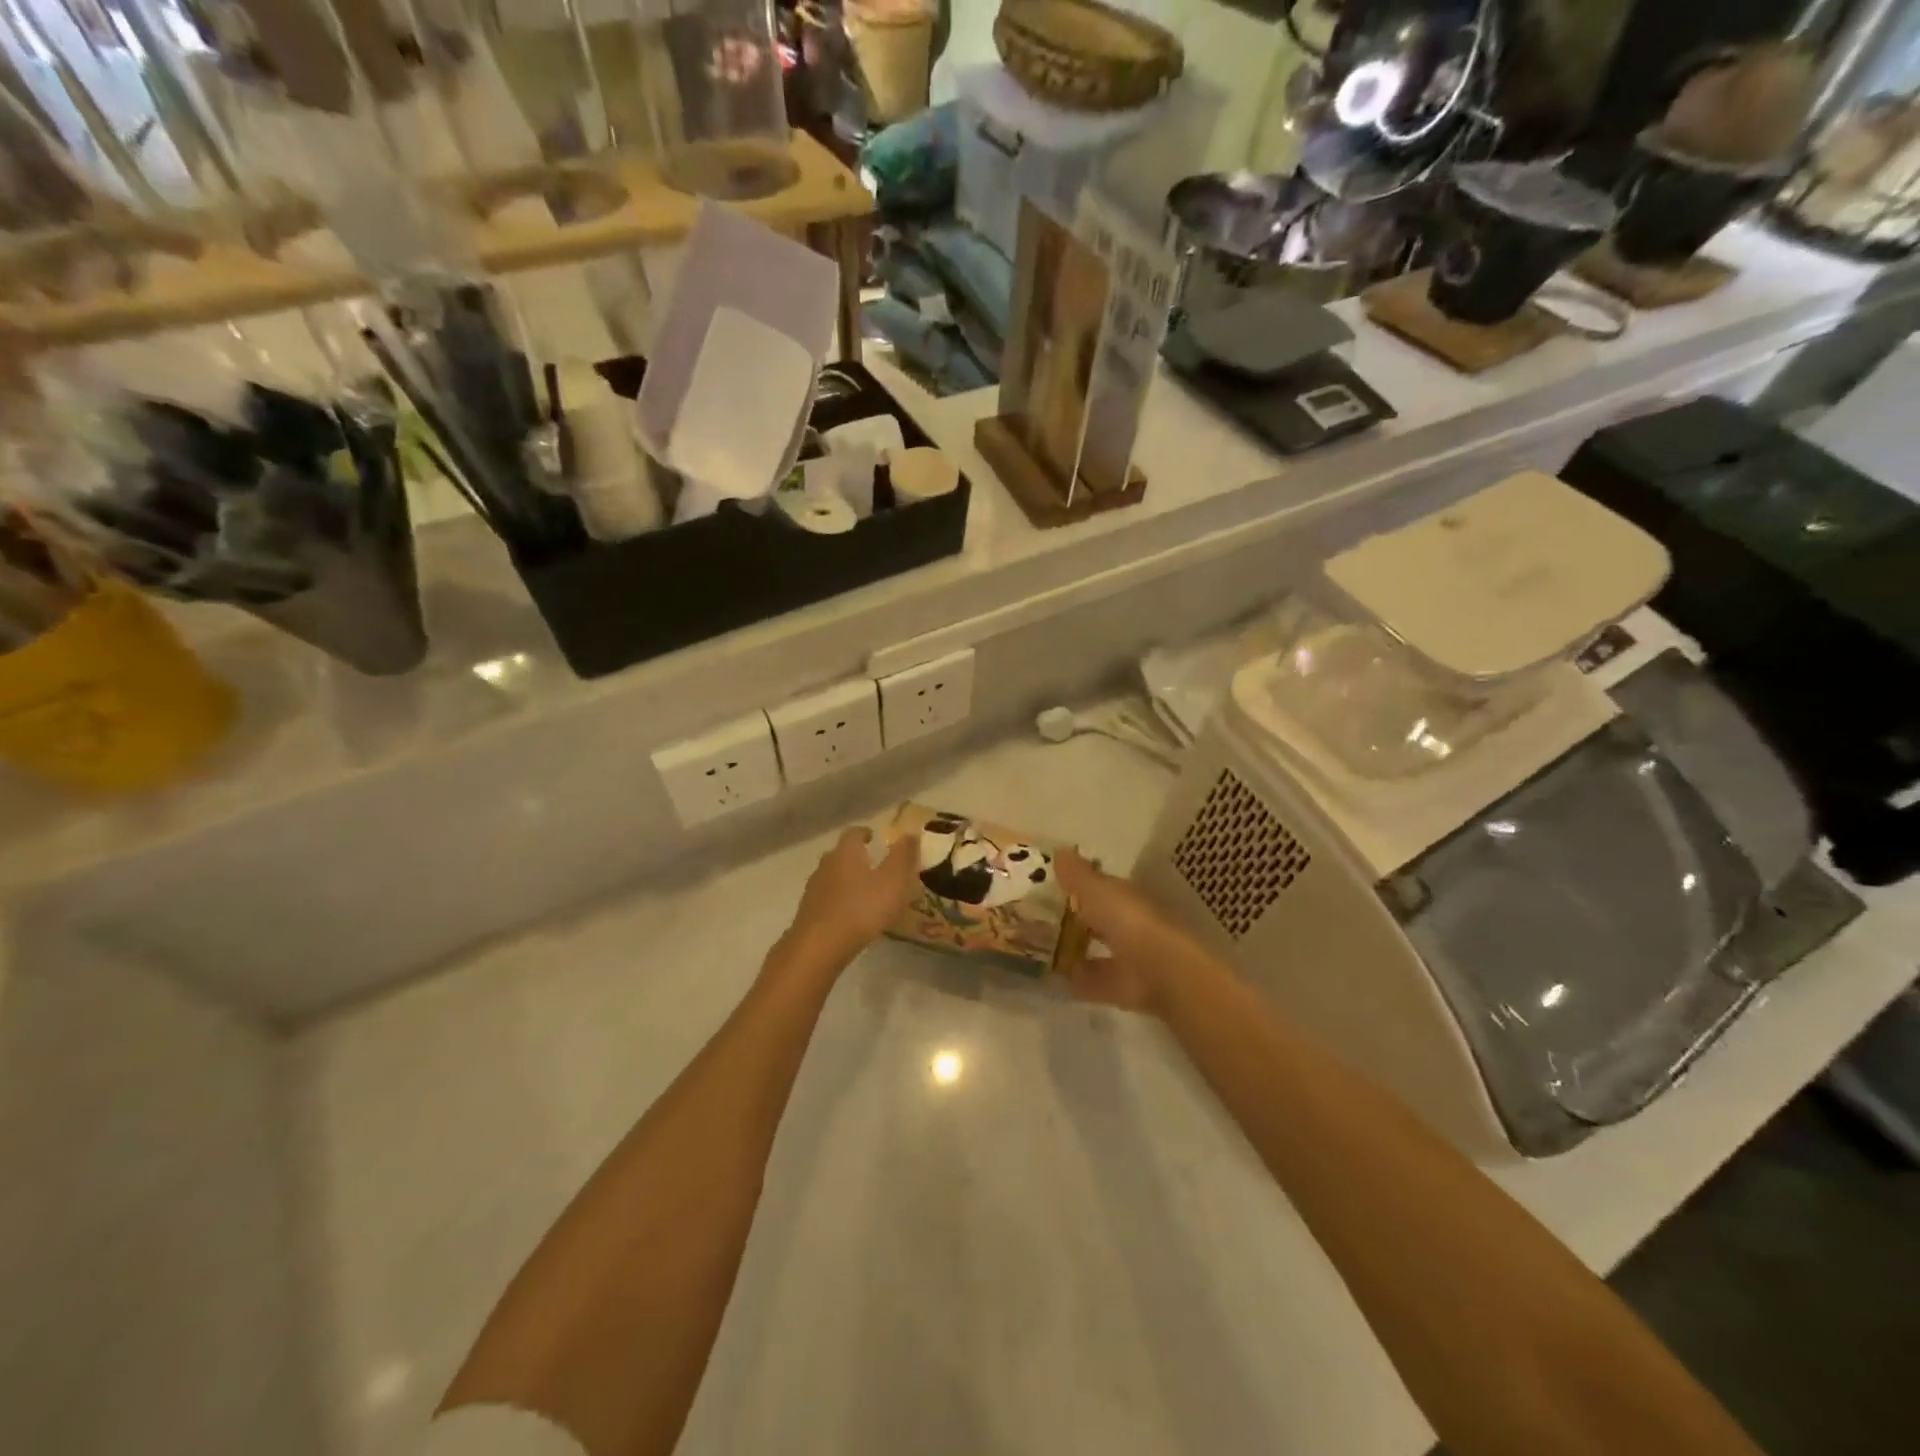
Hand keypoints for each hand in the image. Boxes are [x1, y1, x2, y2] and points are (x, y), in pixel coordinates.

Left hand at [782, 825, 918, 971]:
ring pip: (832, 877)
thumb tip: (910, 832)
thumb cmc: (863, 907)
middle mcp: (826, 865)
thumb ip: (903, 856)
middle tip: (873, 865)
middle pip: (840, 854)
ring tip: (864, 892)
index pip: (853, 833)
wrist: (820, 945)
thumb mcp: (893, 880)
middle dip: (855, 857)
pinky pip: (826, 899)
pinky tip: (850, 915)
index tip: (874, 837)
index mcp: (846, 852)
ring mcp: (814, 889)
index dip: (865, 833)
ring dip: (846, 880)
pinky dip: (839, 901)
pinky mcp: (808, 912)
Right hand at [1056, 850, 1214, 1016]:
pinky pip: (1093, 981)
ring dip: (1075, 950)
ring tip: (1042, 949)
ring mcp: (1126, 957)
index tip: (1052, 884)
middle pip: (1098, 918)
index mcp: (1123, 897)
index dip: (1078, 884)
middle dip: (1076, 918)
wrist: (1158, 968)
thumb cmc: (1127, 919)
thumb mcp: (1095, 889)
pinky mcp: (1120, 987)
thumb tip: (1059, 851)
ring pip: (1096, 949)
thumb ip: (1076, 874)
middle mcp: (1127, 924)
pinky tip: (1052, 979)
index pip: (1100, 887)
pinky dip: (1075, 980)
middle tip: (1041, 917)